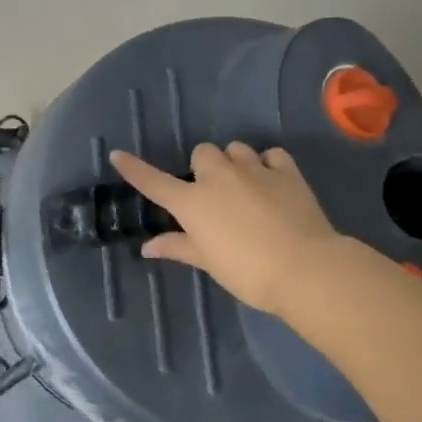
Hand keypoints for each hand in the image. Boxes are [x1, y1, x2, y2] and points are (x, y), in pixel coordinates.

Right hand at [111, 143, 341, 314]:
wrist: (304, 267)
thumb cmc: (247, 272)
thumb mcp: (208, 262)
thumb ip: (177, 247)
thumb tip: (147, 247)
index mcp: (193, 202)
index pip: (154, 182)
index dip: (134, 169)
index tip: (118, 155)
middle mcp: (219, 177)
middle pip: (202, 153)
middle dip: (204, 168)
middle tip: (213, 194)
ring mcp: (254, 170)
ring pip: (236, 149)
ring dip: (235, 163)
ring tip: (245, 186)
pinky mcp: (286, 170)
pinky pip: (271, 155)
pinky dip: (268, 164)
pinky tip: (272, 182)